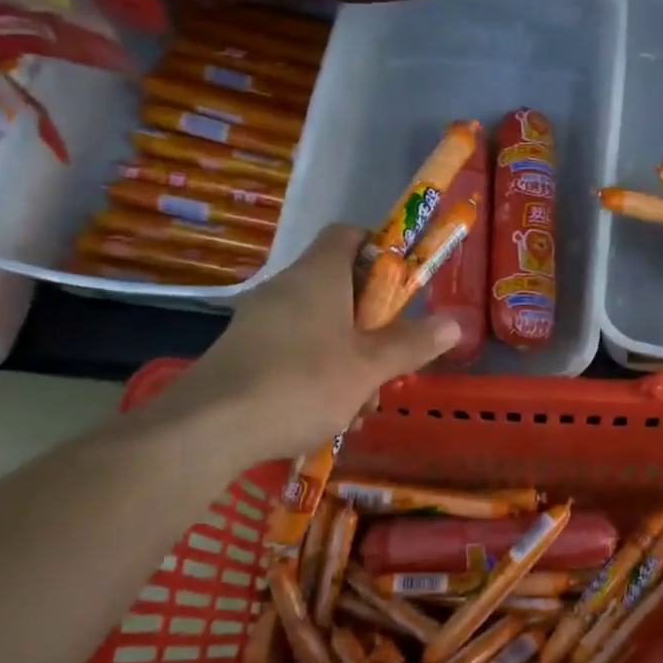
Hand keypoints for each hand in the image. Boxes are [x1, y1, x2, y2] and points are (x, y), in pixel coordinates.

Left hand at [139, 226, 459, 460]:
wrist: (207, 428)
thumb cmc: (301, 383)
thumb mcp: (369, 367)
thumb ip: (411, 343)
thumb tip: (455, 322)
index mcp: (318, 275)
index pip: (349, 234)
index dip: (380, 250)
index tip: (403, 284)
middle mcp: (286, 288)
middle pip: (339, 286)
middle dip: (372, 322)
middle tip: (391, 356)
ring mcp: (259, 321)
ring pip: (318, 326)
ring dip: (348, 356)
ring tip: (361, 404)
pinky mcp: (242, 354)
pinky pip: (292, 350)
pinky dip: (316, 373)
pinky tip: (327, 417)